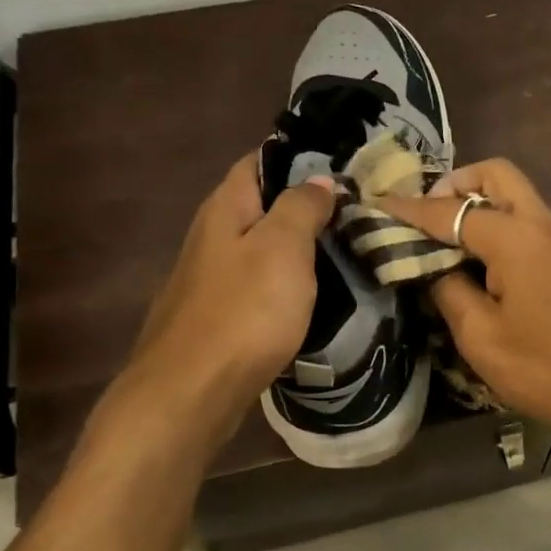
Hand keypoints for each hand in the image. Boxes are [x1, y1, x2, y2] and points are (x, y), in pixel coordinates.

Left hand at [109, 153, 334, 458]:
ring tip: (348, 247)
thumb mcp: (282, 247)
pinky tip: (316, 292)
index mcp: (225, 208)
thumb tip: (318, 180)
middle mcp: (213, 235)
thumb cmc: (243, 311)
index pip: (259, 161)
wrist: (192, 392)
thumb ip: (301, 207)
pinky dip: (289, 280)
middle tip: (358, 209)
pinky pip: (261, 283)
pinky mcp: (220, 314)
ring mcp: (213, 278)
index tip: (344, 165)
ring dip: (300, 245)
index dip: (299, 157)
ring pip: (264, 246)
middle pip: (262, 204)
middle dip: (306, 203)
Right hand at [380, 159, 550, 442]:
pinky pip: (525, 219)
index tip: (373, 207)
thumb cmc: (550, 368)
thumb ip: (449, 291)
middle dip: (454, 185)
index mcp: (514, 236)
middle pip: (494, 174)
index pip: (449, 210)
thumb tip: (431, 266)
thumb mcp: (482, 338)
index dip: (407, 210)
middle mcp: (540, 223)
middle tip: (423, 219)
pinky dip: (496, 222)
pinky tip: (474, 260)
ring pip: (513, 194)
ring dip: (476, 202)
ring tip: (441, 239)